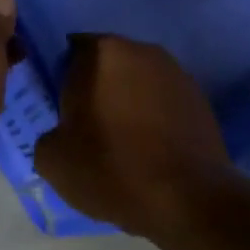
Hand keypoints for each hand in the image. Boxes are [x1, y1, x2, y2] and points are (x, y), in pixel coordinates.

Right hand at [33, 35, 229, 239]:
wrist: (185, 198)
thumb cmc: (109, 169)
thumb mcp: (50, 159)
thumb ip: (49, 132)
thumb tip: (64, 132)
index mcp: (101, 53)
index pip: (69, 52)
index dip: (60, 81)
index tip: (59, 111)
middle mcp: (142, 51)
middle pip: (106, 65)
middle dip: (95, 90)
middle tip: (85, 130)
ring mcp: (177, 73)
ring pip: (137, 84)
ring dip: (125, 104)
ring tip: (118, 145)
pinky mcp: (201, 100)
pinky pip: (162, 104)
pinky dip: (151, 120)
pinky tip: (146, 153)